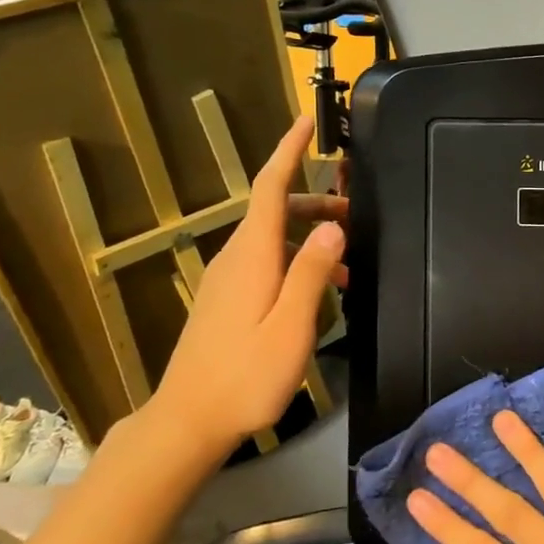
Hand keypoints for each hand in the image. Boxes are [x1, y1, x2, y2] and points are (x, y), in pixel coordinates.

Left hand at [144, 116, 345, 455]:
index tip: (306, 122)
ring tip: (347, 266)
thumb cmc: (245, 376)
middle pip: (275, 210)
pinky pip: (265, 262)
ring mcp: (226, 279)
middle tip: (356, 215)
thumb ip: (311, 273)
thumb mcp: (290, 326)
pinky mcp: (225, 299)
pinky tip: (317, 293)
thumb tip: (332, 229)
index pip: (269, 187)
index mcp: (252, 255)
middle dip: (316, 203)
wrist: (187, 421)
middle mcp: (235, 257)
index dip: (288, 151)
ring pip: (272, 238)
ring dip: (310, 238)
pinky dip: (295, 261)